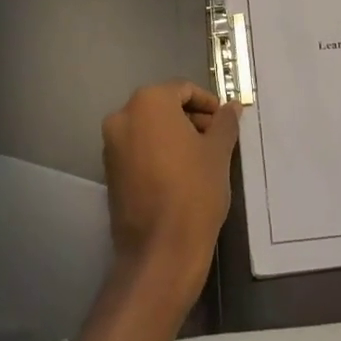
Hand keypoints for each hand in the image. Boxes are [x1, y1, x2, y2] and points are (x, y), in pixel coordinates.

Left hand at [101, 81, 240, 312]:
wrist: (160, 251)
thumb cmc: (194, 191)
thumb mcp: (218, 152)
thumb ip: (225, 122)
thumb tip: (231, 107)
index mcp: (149, 103)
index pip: (183, 89)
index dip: (208, 103)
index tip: (225, 122)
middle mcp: (123, 117)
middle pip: (163, 106)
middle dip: (191, 119)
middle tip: (216, 140)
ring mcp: (111, 145)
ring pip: (149, 128)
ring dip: (175, 136)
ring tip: (202, 159)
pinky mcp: (109, 172)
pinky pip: (138, 149)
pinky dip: (158, 153)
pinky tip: (180, 174)